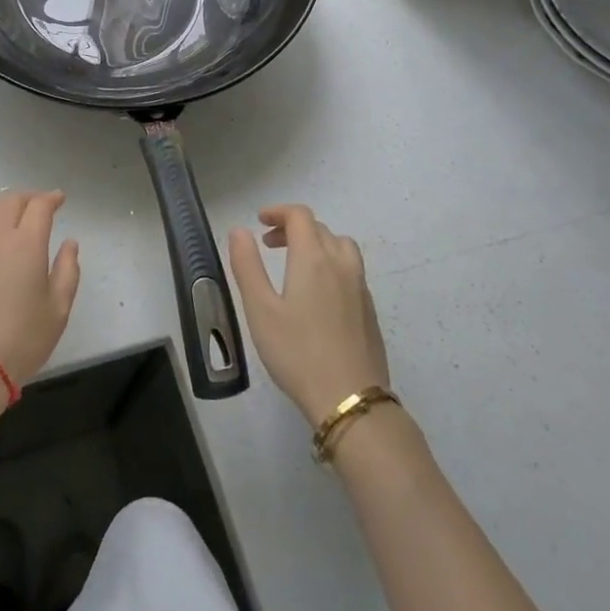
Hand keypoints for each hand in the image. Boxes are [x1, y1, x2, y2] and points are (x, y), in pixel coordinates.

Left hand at [0, 190, 80, 387]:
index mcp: (27, 244)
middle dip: (27, 198)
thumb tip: (69, 243)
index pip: (39, 206)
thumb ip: (68, 270)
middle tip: (37, 205)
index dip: (51, 198)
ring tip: (8, 214)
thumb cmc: (22, 340)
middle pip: (9, 202)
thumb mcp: (59, 309)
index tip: (59, 199)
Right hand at [229, 204, 392, 426]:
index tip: (259, 222)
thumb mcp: (260, 309)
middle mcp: (341, 265)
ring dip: (316, 243)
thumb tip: (240, 231)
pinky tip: (317, 294)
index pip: (300, 216)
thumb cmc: (297, 352)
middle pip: (320, 229)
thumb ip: (247, 265)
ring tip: (295, 264)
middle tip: (268, 245)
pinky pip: (351, 270)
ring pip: (341, 247)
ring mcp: (360, 287)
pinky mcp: (369, 310)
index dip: (278, 212)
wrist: (349, 398)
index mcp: (314, 259)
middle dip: (292, 228)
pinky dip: (331, 265)